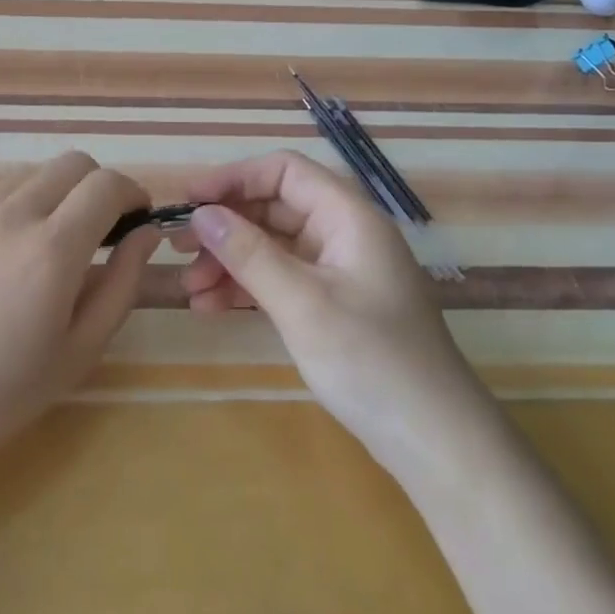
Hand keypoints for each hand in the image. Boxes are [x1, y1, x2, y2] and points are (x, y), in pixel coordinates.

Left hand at [0, 151, 157, 474]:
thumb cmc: (2, 391)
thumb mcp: (81, 349)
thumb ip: (123, 283)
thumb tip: (147, 234)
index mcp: (52, 249)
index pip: (107, 184)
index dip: (132, 192)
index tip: (135, 218)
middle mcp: (9, 214)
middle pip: (71, 163)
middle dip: (96, 186)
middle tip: (95, 229)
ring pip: (27, 176)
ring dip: (51, 197)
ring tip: (40, 247)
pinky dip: (8, 212)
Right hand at [177, 150, 486, 470]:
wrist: (435, 441)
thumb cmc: (372, 361)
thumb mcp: (302, 303)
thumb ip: (249, 253)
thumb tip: (201, 214)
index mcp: (348, 217)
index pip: (284, 171)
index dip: (233, 178)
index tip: (188, 200)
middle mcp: (344, 235)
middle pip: (274, 208)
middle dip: (225, 227)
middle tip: (179, 250)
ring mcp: (339, 272)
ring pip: (273, 247)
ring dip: (230, 262)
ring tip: (189, 289)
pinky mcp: (333, 305)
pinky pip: (281, 280)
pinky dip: (247, 288)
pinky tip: (211, 307)